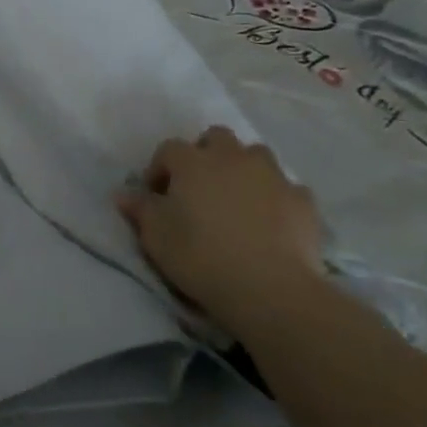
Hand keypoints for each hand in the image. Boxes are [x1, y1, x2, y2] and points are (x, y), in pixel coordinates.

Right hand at [115, 127, 324, 328]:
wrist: (269, 288)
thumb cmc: (200, 256)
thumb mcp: (155, 236)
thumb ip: (140, 209)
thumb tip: (123, 194)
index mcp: (192, 162)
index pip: (168, 149)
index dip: (159, 168)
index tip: (156, 194)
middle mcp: (232, 158)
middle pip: (216, 137)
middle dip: (205, 154)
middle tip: (198, 186)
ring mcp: (273, 176)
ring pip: (255, 155)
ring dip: (243, 168)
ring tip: (236, 198)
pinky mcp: (303, 201)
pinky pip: (286, 188)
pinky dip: (275, 197)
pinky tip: (271, 220)